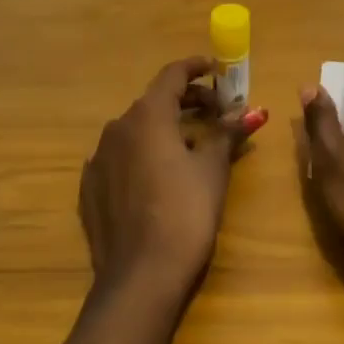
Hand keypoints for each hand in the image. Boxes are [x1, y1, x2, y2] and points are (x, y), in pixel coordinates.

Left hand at [79, 55, 266, 297]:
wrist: (140, 275)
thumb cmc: (185, 213)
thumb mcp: (212, 170)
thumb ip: (227, 134)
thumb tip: (253, 111)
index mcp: (147, 116)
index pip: (172, 76)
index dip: (196, 68)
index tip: (216, 68)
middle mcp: (117, 128)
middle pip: (154, 102)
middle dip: (186, 101)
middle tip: (216, 111)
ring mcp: (98, 158)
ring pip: (135, 130)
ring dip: (163, 129)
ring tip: (191, 146)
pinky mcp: (90, 187)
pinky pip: (119, 158)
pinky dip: (141, 155)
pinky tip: (158, 175)